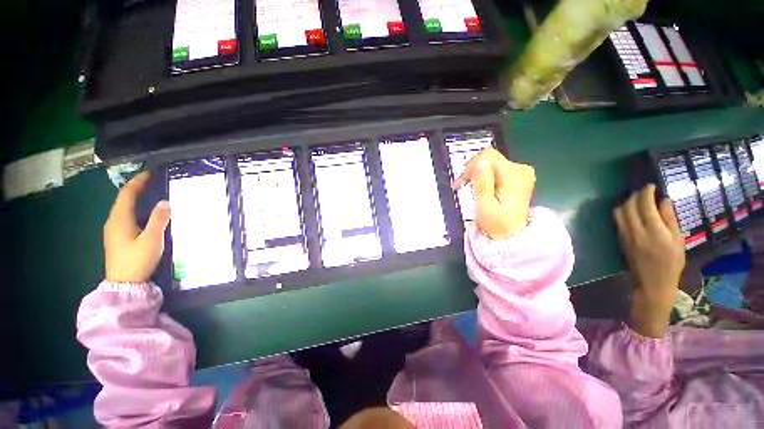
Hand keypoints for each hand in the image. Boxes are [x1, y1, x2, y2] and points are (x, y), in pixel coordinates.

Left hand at [104, 172, 170, 282]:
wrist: (124, 283)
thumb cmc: (137, 260)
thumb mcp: (152, 239)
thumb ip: (159, 220)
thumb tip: (165, 202)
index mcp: (119, 219)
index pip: (127, 194)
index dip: (137, 182)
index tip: (149, 173)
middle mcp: (113, 222)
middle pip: (123, 200)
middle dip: (137, 188)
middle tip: (153, 182)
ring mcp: (114, 231)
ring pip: (124, 209)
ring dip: (136, 199)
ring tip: (151, 195)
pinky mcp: (117, 238)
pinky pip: (126, 217)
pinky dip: (135, 210)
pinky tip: (145, 214)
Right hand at [453, 148, 534, 239]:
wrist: (510, 235)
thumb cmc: (497, 224)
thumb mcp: (485, 206)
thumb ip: (483, 184)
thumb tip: (479, 162)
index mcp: (514, 176)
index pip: (488, 156)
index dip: (471, 166)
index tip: (462, 182)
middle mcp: (520, 170)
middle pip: (489, 158)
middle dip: (472, 171)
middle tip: (462, 186)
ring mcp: (520, 172)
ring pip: (490, 163)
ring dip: (476, 175)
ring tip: (470, 189)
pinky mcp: (515, 175)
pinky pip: (494, 169)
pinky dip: (483, 177)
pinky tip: (478, 188)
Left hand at [614, 184, 684, 337]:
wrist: (652, 282)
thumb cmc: (671, 263)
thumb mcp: (677, 240)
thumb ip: (669, 219)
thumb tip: (664, 200)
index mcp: (654, 230)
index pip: (644, 204)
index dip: (646, 192)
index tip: (651, 186)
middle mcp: (635, 230)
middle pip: (629, 206)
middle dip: (635, 195)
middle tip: (644, 192)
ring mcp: (625, 234)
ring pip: (619, 212)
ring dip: (626, 202)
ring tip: (637, 200)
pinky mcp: (620, 239)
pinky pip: (618, 220)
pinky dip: (622, 212)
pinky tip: (631, 211)